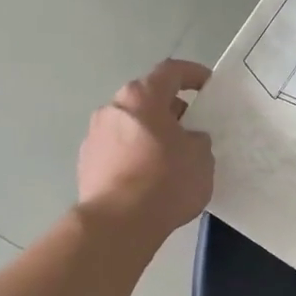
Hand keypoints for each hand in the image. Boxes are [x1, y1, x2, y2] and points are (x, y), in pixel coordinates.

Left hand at [77, 60, 213, 239]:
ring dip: (150, 135)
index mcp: (142, 97)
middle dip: (170, 110)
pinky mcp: (86, 164)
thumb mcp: (201, 158)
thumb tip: (188, 140)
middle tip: (191, 130)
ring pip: (130, 126)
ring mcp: (94, 136)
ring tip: (170, 159)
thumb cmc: (165, 181)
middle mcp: (113, 108)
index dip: (193, 74)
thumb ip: (198, 140)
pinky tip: (148, 180)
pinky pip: (118, 151)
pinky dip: (134, 156)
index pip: (171, 71)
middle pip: (147, 99)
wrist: (118, 223)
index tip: (208, 85)